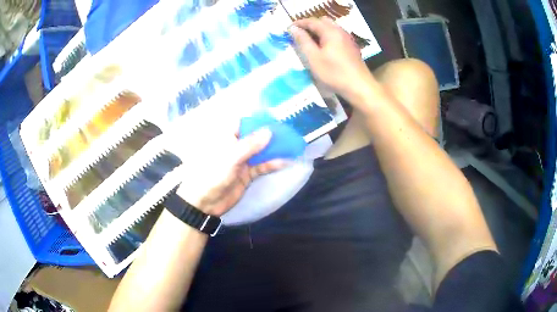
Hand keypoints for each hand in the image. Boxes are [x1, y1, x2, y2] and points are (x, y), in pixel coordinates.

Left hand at [175, 128, 287, 216]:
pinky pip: (262, 166)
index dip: (258, 119)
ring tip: (291, 144)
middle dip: (270, 134)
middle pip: (254, 137)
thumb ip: (250, 145)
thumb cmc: (213, 175)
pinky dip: (272, 164)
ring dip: (274, 149)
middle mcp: (235, 146)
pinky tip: (285, 161)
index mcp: (225, 138)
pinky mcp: (247, 174)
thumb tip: (269, 131)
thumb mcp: (230, 158)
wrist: (206, 203)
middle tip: (288, 130)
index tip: (275, 117)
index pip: (243, 123)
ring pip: (260, 151)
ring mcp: (242, 161)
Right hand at [289, 17, 374, 101]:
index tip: (288, 29)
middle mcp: (340, 31)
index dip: (299, 23)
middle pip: (323, 21)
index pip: (312, 21)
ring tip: (309, 41)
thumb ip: (303, 41)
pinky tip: (323, 47)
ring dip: (319, 31)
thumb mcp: (313, 58)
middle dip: (310, 25)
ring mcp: (347, 38)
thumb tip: (293, 28)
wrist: (359, 86)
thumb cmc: (334, 73)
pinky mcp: (351, 47)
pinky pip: (337, 35)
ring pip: (331, 28)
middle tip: (299, 34)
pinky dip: (327, 36)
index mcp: (330, 31)